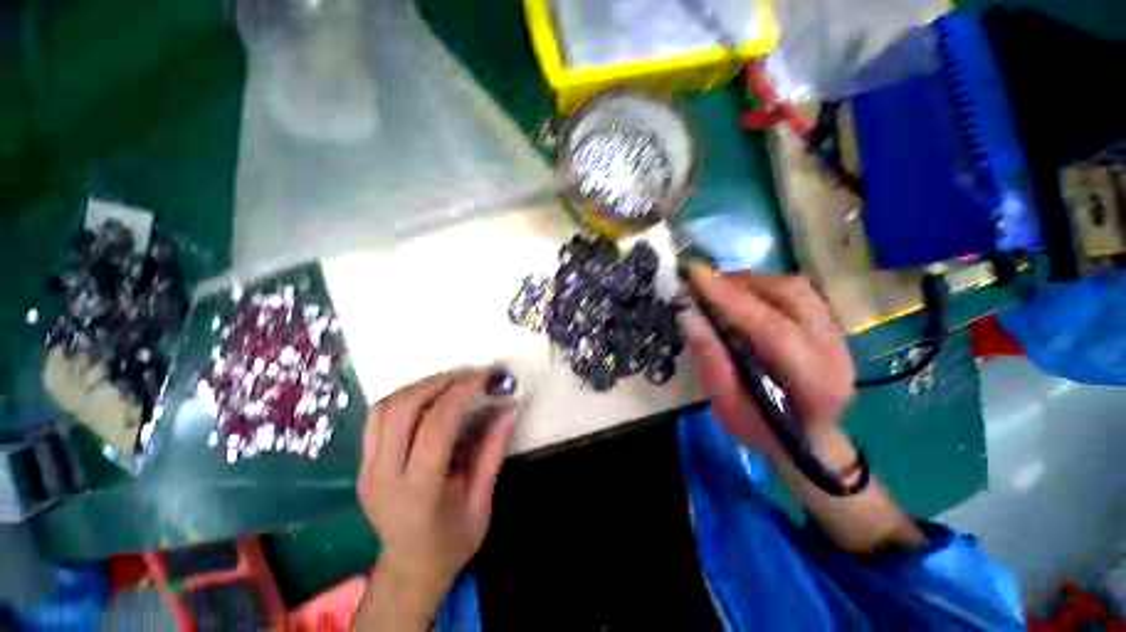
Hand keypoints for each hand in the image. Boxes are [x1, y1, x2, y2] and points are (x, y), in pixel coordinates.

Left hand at [357, 371, 517, 624]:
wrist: (410, 568)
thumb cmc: (452, 542)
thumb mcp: (482, 502)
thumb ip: (494, 452)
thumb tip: (510, 409)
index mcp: (418, 493)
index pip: (436, 425)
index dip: (462, 392)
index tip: (485, 375)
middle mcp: (383, 477)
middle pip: (402, 408)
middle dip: (439, 381)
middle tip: (468, 375)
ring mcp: (366, 469)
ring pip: (384, 407)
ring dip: (420, 385)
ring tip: (451, 381)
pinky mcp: (362, 464)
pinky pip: (378, 416)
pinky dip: (404, 397)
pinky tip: (428, 397)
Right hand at [681, 264, 854, 452]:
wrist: (808, 441)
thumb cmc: (762, 431)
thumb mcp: (727, 407)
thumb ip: (711, 362)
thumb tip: (689, 316)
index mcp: (813, 382)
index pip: (773, 328)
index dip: (731, 299)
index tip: (696, 277)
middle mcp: (835, 352)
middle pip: (791, 297)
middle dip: (741, 284)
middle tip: (703, 285)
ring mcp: (838, 336)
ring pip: (796, 288)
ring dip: (752, 282)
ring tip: (719, 289)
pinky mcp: (830, 326)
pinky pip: (797, 293)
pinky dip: (763, 287)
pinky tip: (741, 297)